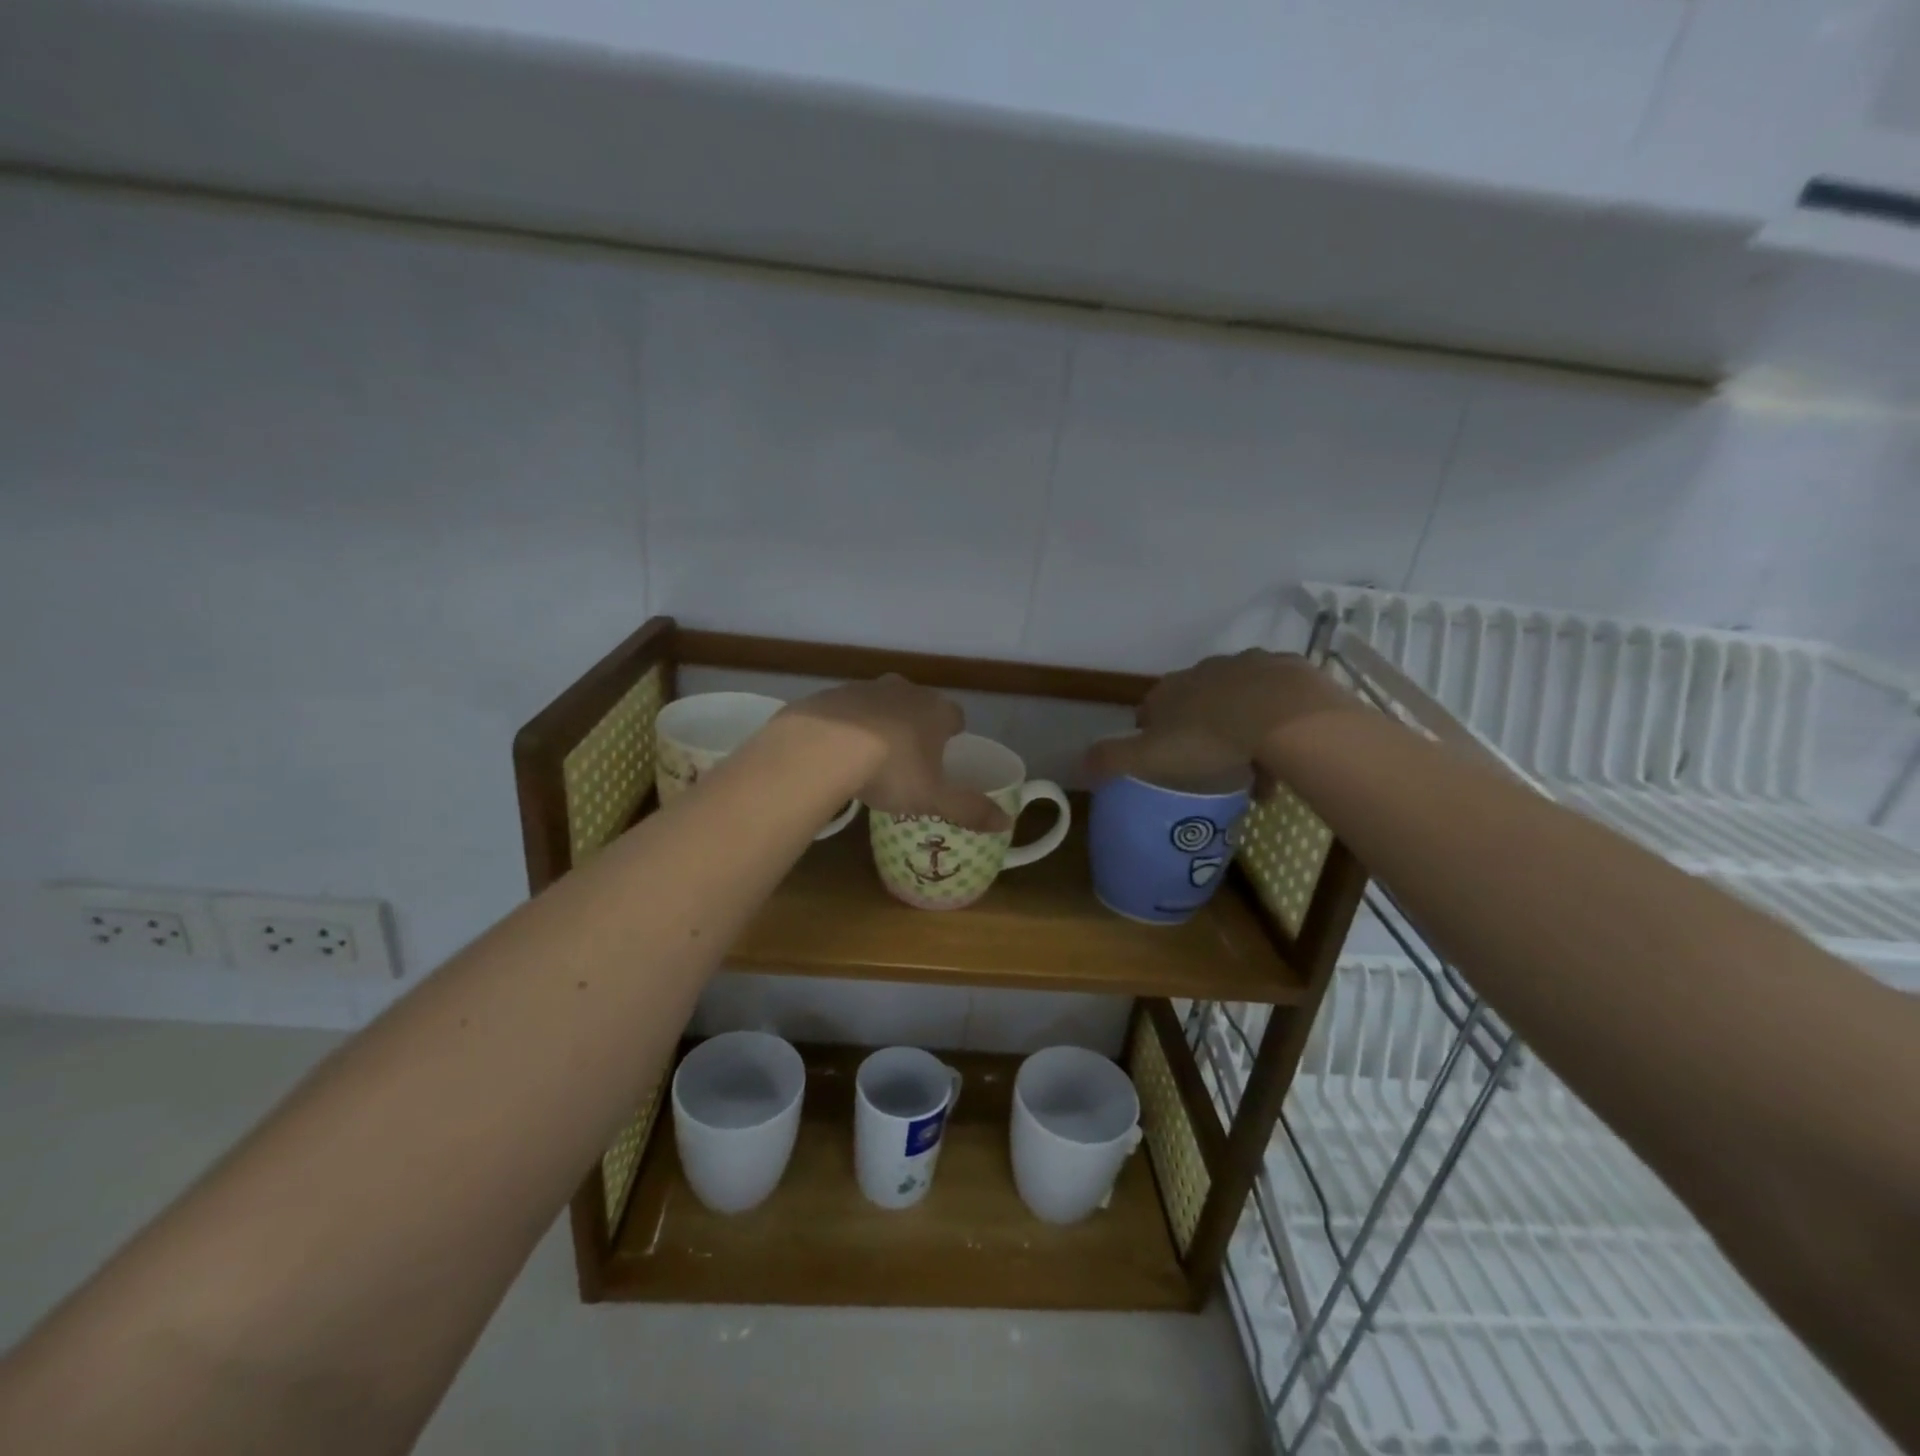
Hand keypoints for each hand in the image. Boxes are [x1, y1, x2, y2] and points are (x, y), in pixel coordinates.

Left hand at [783, 676, 1011, 832]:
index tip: (945, 755)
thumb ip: (970, 810)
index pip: (956, 715)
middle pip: (918, 704)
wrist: (821, 748)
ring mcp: (865, 688)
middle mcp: (904, 690)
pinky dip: (846, 726)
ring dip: (880, 722)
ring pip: (881, 703)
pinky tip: (836, 751)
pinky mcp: (831, 694)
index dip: (953, 734)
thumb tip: (1007, 823)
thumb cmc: (890, 770)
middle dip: (917, 725)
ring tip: (870, 756)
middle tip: (909, 758)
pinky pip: (846, 709)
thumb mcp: (933, 798)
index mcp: (935, 711)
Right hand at [1086, 650, 1359, 789]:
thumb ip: (1112, 759)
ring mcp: (1248, 666)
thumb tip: (1077, 764)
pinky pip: (1277, 699)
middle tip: (1216, 767)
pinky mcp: (1287, 669)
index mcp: (1169, 691)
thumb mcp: (1150, 757)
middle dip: (1202, 731)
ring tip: (1257, 766)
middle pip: (1196, 703)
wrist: (1284, 715)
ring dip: (1242, 726)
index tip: (1169, 763)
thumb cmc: (1209, 739)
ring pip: (1238, 700)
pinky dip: (1277, 720)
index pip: (1150, 710)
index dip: (1156, 736)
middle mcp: (1204, 671)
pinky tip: (1286, 748)